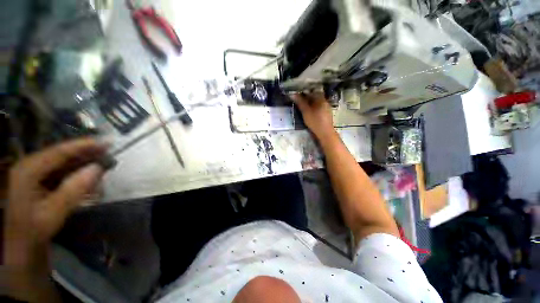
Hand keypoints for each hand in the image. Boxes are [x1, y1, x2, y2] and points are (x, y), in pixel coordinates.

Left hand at [4, 139, 106, 268]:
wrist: (21, 246)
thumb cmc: (33, 230)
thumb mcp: (53, 212)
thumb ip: (74, 189)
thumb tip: (98, 168)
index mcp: (28, 170)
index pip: (59, 152)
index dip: (83, 145)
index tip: (106, 142)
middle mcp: (30, 166)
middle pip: (62, 155)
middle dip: (86, 154)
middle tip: (109, 153)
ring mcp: (35, 174)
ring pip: (63, 163)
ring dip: (84, 164)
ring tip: (103, 166)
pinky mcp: (40, 182)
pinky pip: (62, 172)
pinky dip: (78, 173)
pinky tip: (90, 178)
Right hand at [291, 92, 335, 140]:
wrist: (325, 133)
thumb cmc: (315, 121)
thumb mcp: (305, 111)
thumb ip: (300, 102)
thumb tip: (292, 94)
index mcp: (320, 98)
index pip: (312, 91)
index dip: (304, 92)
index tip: (298, 95)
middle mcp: (325, 101)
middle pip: (315, 96)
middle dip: (307, 98)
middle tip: (299, 101)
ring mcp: (327, 108)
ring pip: (317, 102)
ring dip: (310, 103)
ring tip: (303, 107)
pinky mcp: (327, 114)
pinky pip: (319, 107)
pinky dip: (314, 108)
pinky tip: (310, 113)